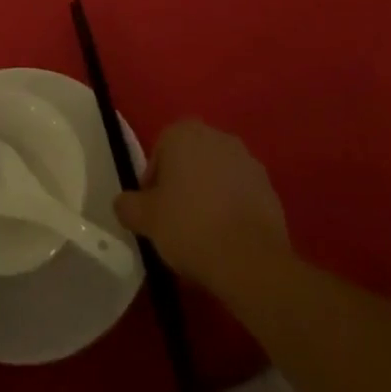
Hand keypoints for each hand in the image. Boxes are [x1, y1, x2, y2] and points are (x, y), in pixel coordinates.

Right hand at [114, 120, 290, 291]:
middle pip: (189, 161)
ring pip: (216, 176)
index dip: (153, 184)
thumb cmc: (190, 227)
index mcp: (183, 133)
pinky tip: (227, 239)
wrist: (251, 259)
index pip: (159, 153)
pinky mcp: (268, 185)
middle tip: (175, 223)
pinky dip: (232, 209)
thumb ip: (128, 205)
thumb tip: (122, 203)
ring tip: (203, 235)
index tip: (153, 214)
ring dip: (208, 197)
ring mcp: (246, 159)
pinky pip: (240, 194)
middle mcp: (216, 135)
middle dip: (182, 186)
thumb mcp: (146, 219)